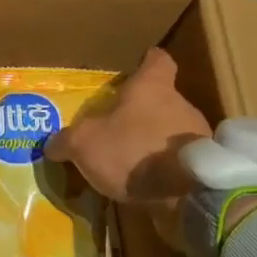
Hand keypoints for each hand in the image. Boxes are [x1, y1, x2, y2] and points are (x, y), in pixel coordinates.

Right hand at [44, 48, 210, 241]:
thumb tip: (52, 144)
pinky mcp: (204, 166)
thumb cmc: (133, 151)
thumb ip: (66, 141)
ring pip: (172, 130)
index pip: (157, 61)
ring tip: (131, 162)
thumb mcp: (85, 144)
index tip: (137, 66)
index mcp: (152, 87)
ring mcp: (197, 135)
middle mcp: (181, 104)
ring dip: (155, 142)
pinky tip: (148, 184)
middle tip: (118, 127)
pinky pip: (180, 160)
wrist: (186, 195)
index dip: (146, 62)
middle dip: (143, 112)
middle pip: (163, 99)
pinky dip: (166, 167)